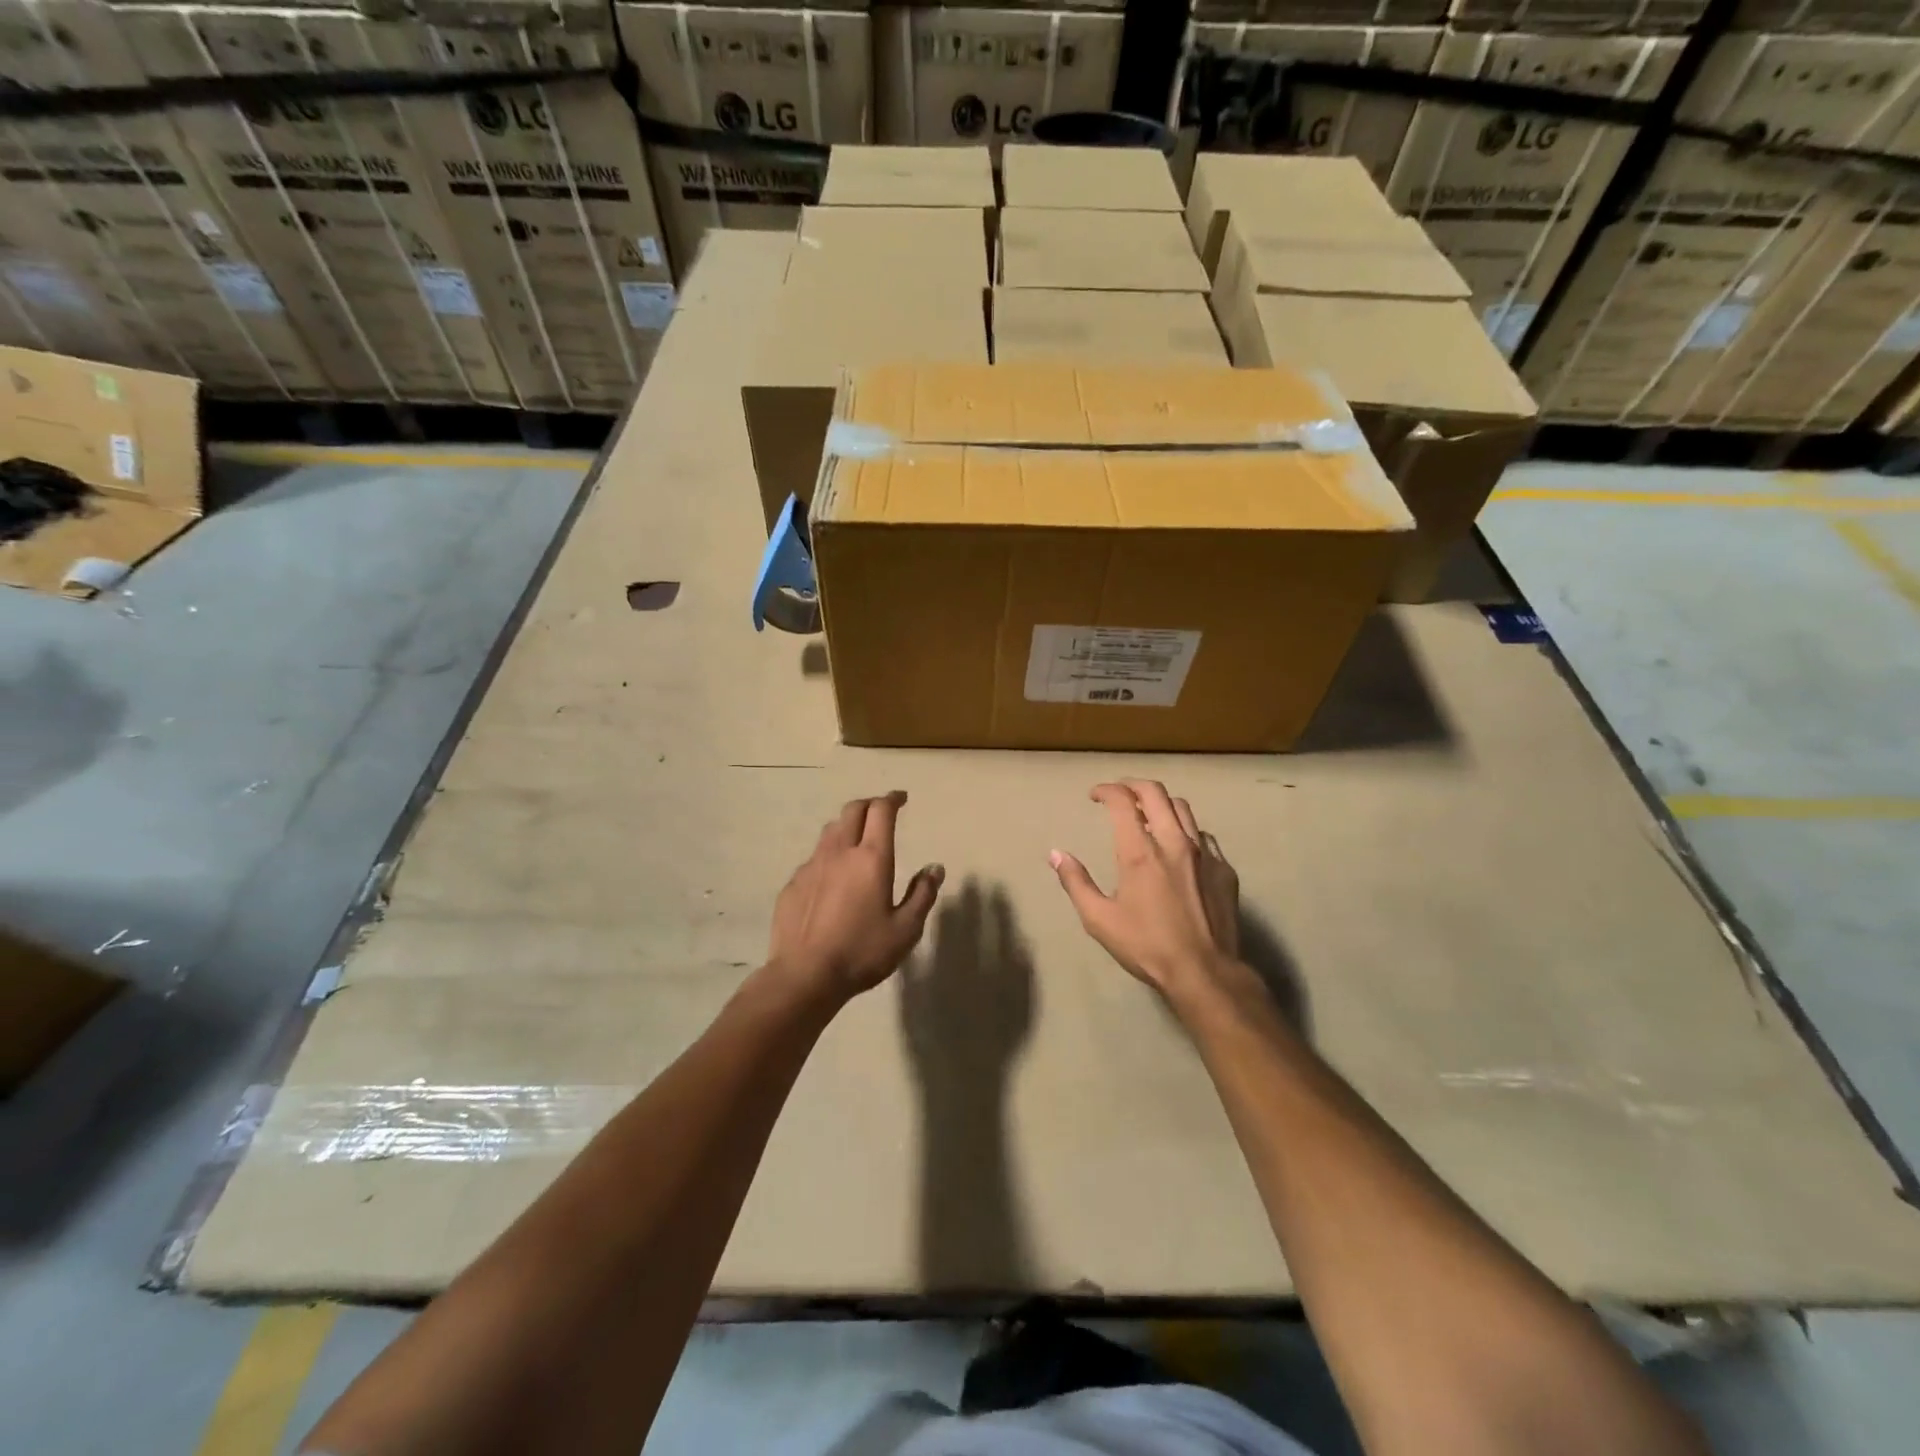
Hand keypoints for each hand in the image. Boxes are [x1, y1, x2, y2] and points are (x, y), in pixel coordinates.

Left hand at [768, 791, 943, 1002]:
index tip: (901, 798)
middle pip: (852, 810)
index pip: (881, 811)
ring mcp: (811, 866)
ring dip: (847, 826)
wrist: (805, 976)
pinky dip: (828, 857)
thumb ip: (922, 894)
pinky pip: (814, 859)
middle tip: (881, 811)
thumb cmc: (862, 952)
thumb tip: (935, 868)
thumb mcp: (905, 930)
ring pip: (830, 831)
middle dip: (869, 804)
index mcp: (872, 858)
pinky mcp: (793, 884)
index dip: (892, 799)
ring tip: (857, 839)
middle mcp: (840, 852)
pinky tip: (832, 879)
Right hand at [1050, 780, 1240, 1000]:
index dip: (1105, 790)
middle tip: (1119, 793)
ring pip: (1183, 808)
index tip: (1094, 796)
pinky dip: (1186, 831)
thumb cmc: (1146, 946)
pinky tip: (1179, 847)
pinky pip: (1204, 836)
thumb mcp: (1099, 919)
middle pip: (1156, 792)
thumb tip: (1056, 854)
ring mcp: (1204, 854)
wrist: (1204, 972)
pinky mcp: (1224, 869)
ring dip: (1161, 804)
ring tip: (1148, 815)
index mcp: (1140, 852)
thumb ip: (1076, 882)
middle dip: (1132, 785)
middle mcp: (1174, 842)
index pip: (1122, 801)